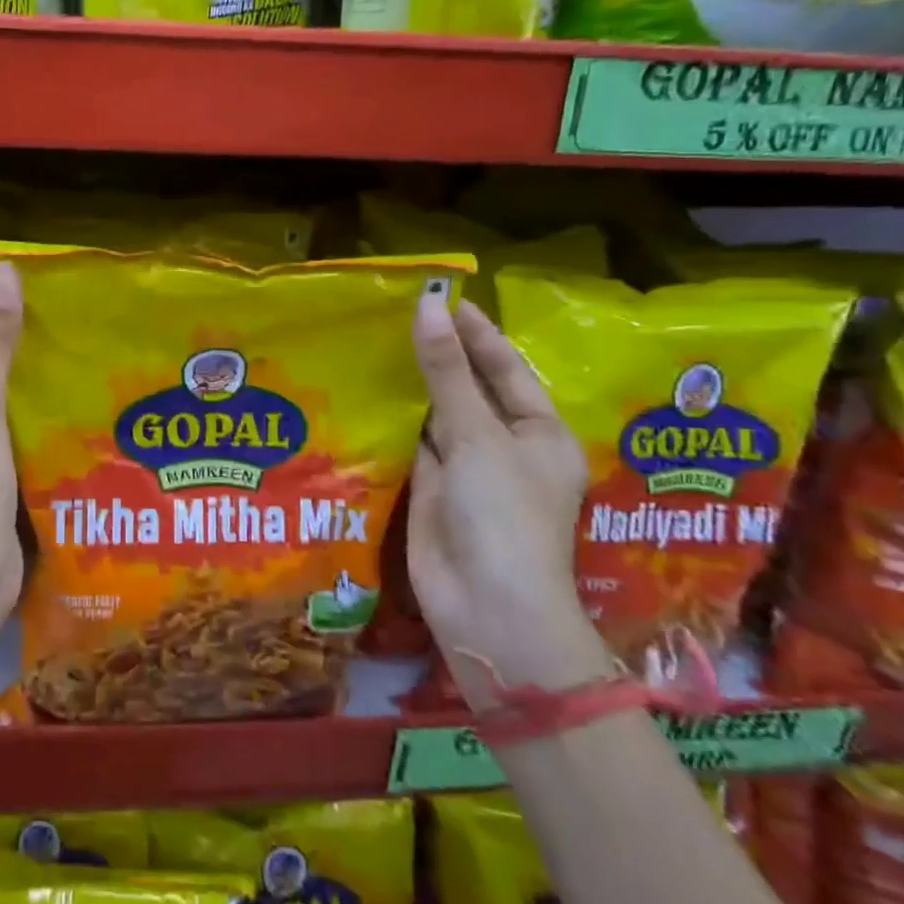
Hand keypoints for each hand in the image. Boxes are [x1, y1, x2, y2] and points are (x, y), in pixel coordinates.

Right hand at [407, 291, 611, 710]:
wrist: (486, 607)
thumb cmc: (502, 515)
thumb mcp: (477, 436)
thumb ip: (447, 372)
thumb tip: (428, 305)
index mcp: (539, 432)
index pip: (505, 368)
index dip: (475, 332)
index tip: (441, 296)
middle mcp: (504, 448)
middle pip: (469, 391)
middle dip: (438, 356)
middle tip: (397, 312)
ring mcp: (466, 472)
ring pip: (436, 418)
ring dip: (411, 388)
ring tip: (374, 342)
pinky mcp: (431, 491)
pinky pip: (411, 446)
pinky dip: (392, 422)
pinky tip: (365, 393)